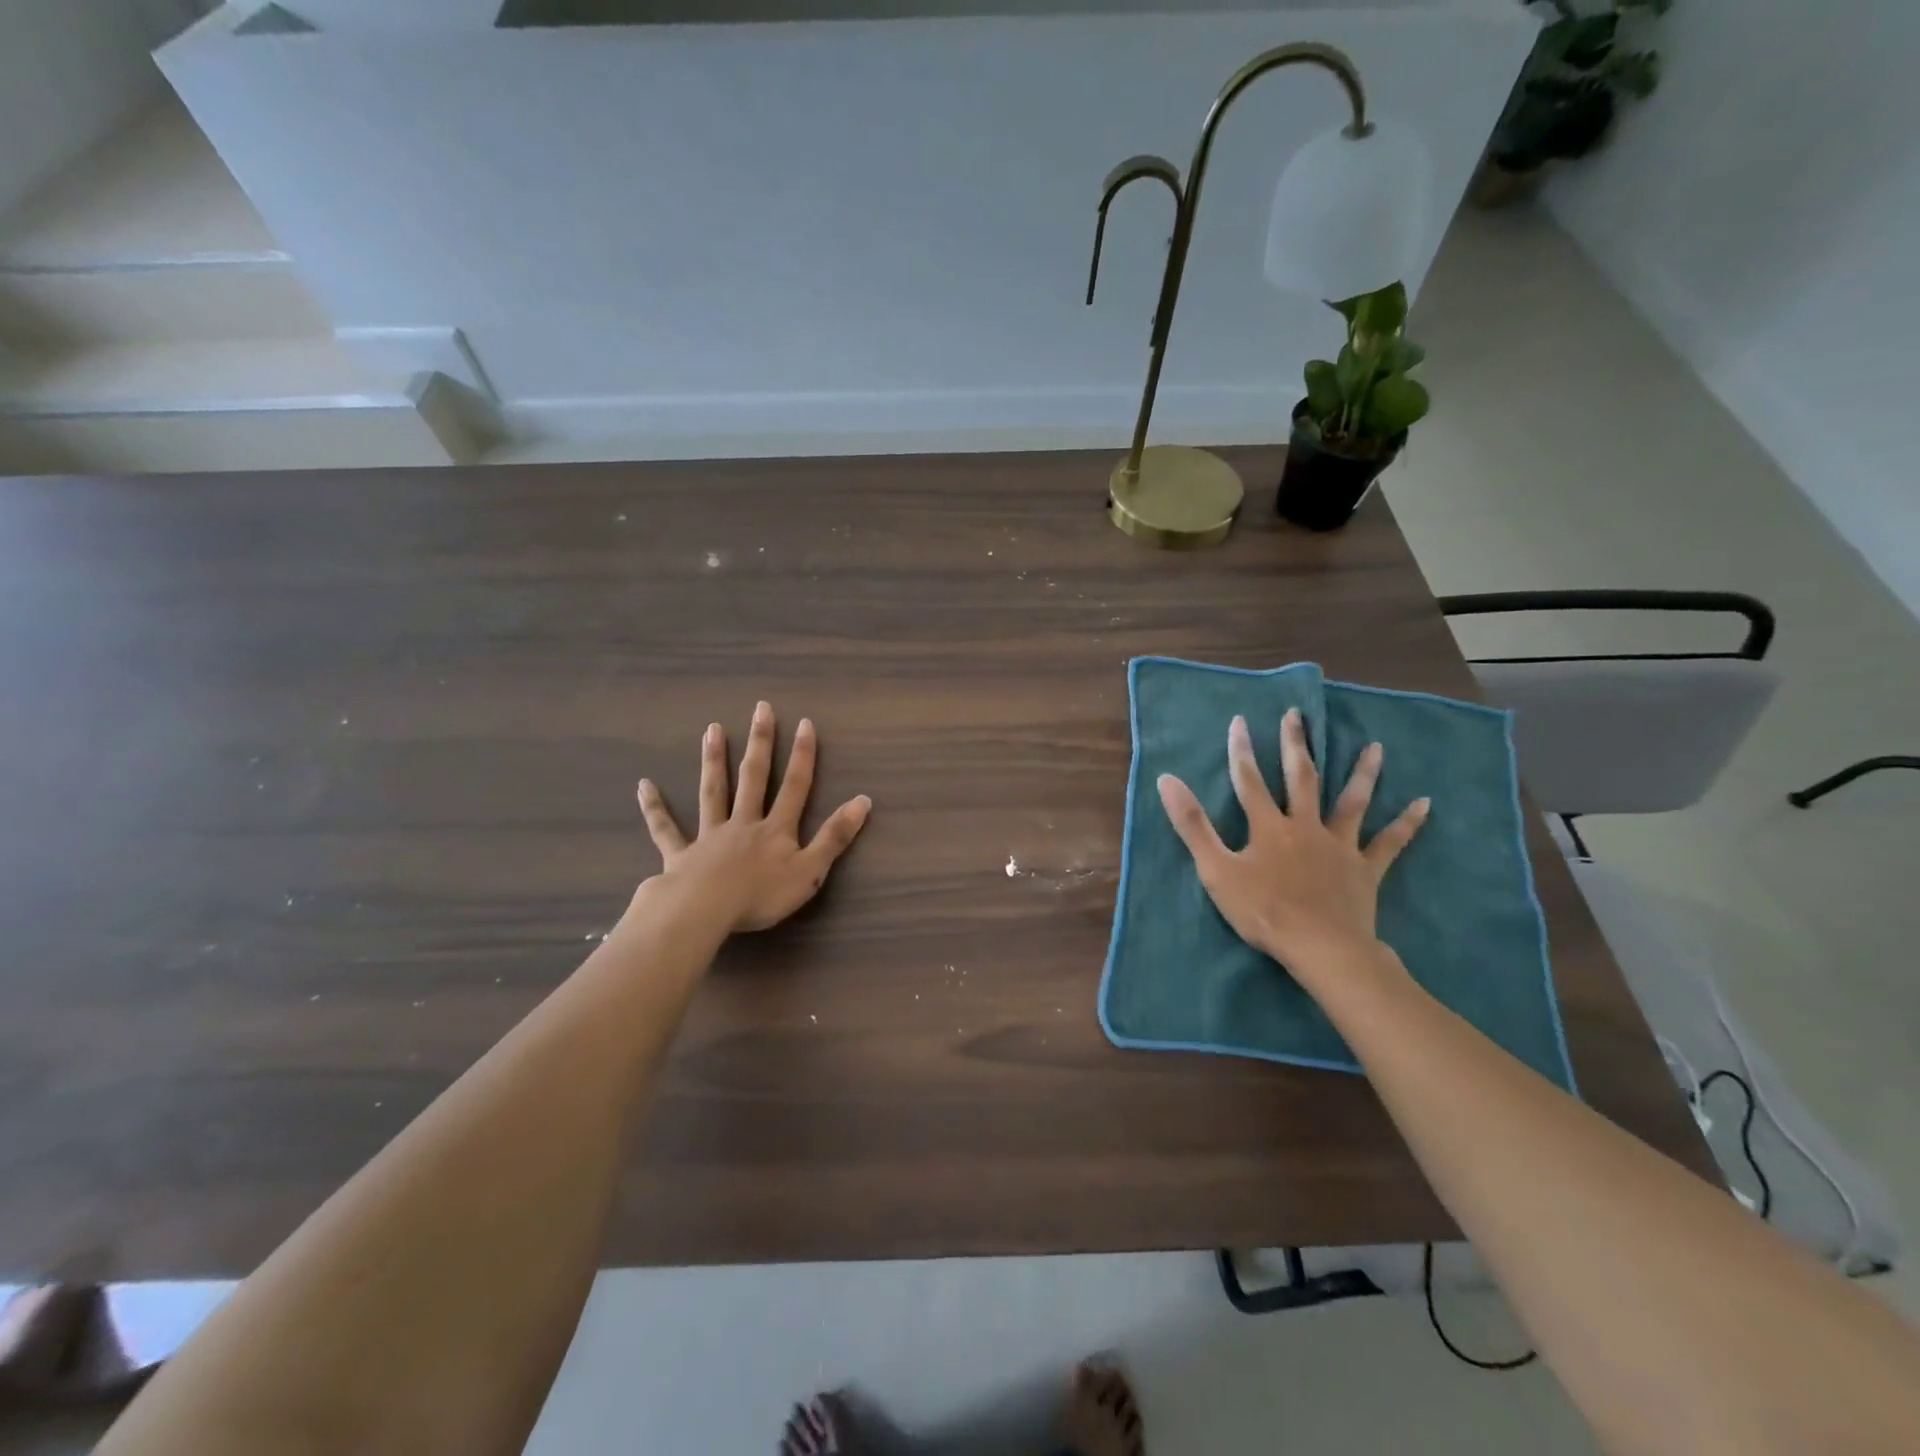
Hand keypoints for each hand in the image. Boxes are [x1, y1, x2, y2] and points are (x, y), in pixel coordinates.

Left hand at [635, 702, 871, 933]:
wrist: (704, 912)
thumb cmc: (761, 896)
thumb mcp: (810, 871)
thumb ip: (835, 837)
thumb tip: (863, 801)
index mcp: (775, 829)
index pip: (794, 786)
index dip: (802, 755)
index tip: (804, 723)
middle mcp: (743, 823)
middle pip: (753, 778)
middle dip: (759, 742)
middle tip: (759, 708)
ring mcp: (709, 836)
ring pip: (713, 792)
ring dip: (714, 761)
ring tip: (713, 730)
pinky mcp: (680, 854)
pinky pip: (666, 829)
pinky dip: (655, 809)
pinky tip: (644, 786)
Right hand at [1157, 708, 1428, 974]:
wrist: (1321, 948)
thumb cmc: (1263, 911)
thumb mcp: (1216, 869)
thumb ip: (1192, 824)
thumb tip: (1167, 780)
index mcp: (1268, 827)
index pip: (1249, 781)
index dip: (1242, 751)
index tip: (1240, 721)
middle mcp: (1306, 826)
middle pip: (1301, 778)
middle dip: (1296, 745)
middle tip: (1297, 715)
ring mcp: (1340, 846)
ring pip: (1352, 802)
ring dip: (1363, 773)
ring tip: (1374, 747)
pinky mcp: (1366, 869)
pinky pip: (1391, 843)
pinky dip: (1407, 823)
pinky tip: (1424, 804)